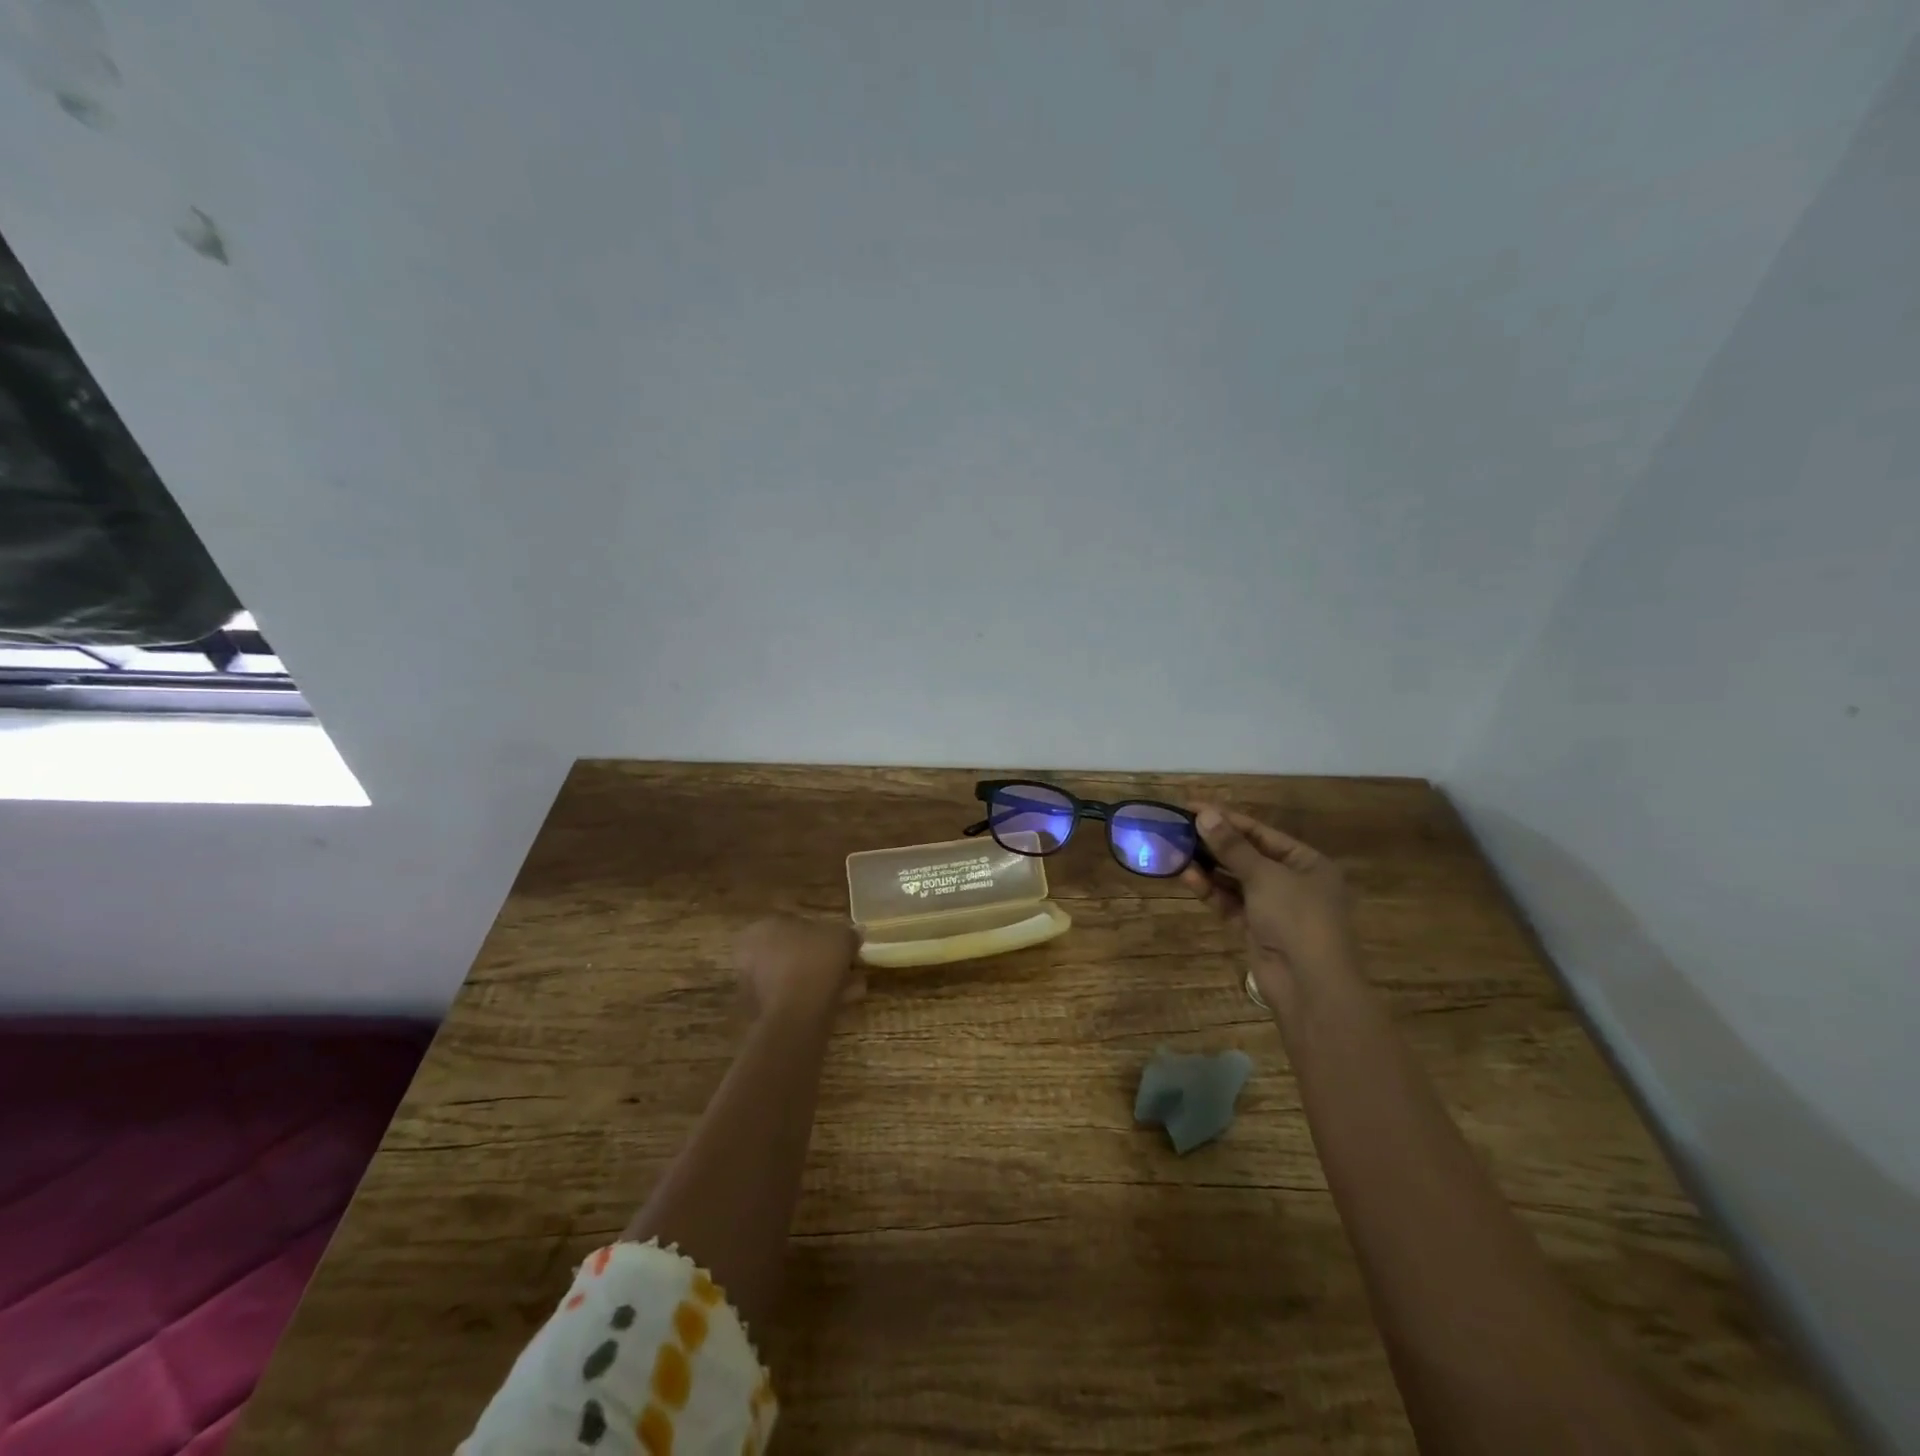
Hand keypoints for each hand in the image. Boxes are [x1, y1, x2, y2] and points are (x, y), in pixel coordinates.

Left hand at [734, 917, 863, 1017]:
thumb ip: (848, 934)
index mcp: (765, 927)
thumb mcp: (842, 938)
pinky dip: (815, 1001)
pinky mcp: (762, 1014)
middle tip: (848, 968)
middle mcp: (752, 954)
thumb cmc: (814, 963)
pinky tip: (840, 1004)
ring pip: (796, 979)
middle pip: (796, 953)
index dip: (824, 935)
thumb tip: (854, 935)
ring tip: (851, 988)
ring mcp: (754, 986)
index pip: (798, 925)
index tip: (843, 946)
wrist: (795, 1016)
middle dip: (823, 961)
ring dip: (822, 982)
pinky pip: (794, 1000)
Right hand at [1181, 806, 1358, 1011]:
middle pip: (1247, 855)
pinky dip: (1211, 891)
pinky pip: (1230, 903)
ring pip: (1235, 880)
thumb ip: (1232, 846)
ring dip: (1208, 867)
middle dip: (1214, 843)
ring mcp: (1274, 908)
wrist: (1310, 986)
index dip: (1226, 818)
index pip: (1260, 832)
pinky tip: (1188, 877)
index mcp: (1307, 862)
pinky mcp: (1256, 929)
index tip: (1191, 807)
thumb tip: (1204, 814)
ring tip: (1176, 851)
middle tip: (1178, 829)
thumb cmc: (1297, 918)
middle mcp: (1293, 881)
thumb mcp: (1265, 876)